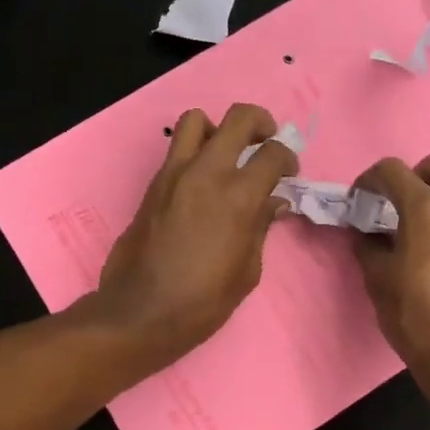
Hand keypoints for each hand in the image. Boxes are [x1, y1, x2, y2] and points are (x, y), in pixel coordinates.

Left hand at [91, 103, 298, 372]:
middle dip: (261, 123)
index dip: (288, 157)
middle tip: (266, 140)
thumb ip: (261, 227)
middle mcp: (207, 172)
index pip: (273, 153)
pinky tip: (202, 182)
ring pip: (197, 120)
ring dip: (218, 129)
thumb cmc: (204, 300)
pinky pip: (177, 149)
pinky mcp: (153, 184)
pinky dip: (195, 152)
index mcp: (239, 196)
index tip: (289, 173)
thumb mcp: (247, 269)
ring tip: (226, 153)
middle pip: (239, 118)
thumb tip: (273, 202)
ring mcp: (174, 174)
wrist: (141, 311)